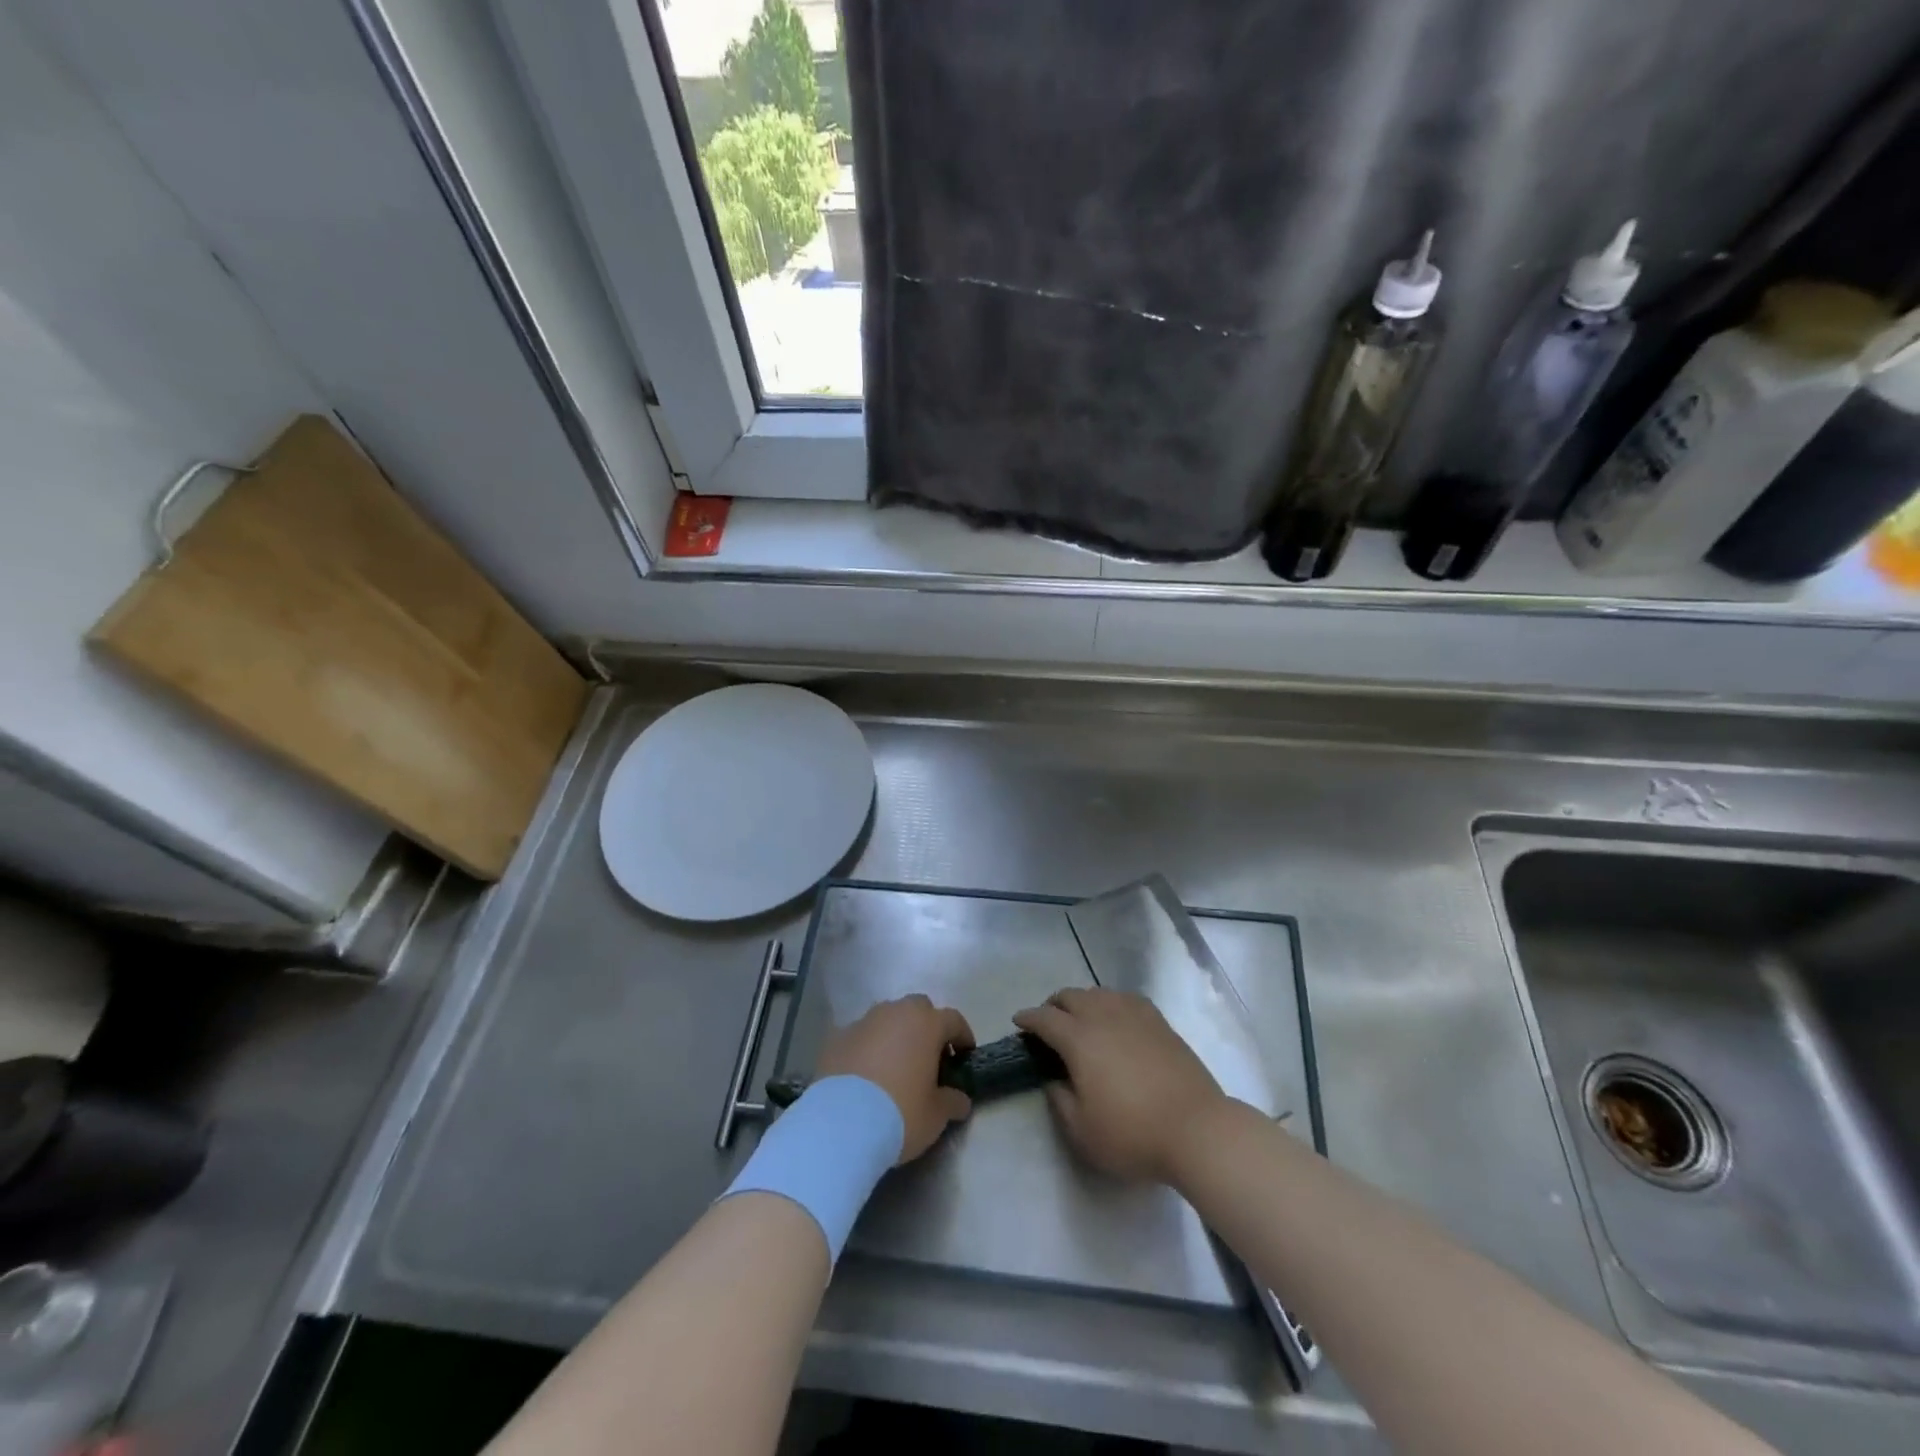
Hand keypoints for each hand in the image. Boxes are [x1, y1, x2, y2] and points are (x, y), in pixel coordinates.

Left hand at [816, 995, 974, 1162]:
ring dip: (895, 1034)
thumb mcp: (936, 1115)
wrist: (841, 1125)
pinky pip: (860, 1036)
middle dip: (926, 1027)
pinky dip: (867, 1048)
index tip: (964, 1055)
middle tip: (928, 1057)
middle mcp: (895, 1013)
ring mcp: (863, 1022)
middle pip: (918, 1009)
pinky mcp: (836, 1037)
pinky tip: (865, 1074)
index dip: (962, 1036)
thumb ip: (952, 1101)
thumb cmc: (900, 1114)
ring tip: (894, 1065)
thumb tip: (960, 1099)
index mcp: (926, 1024)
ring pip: (887, 1018)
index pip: (953, 1019)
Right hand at [1014, 987, 1227, 1185]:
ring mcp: (1135, 1015)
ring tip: (1080, 1019)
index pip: (1045, 1018)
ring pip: (1099, 992)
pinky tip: (1115, 1017)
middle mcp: (1103, 1016)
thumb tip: (1054, 1079)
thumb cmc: (1133, 1133)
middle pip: (1070, 996)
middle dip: (1053, 1005)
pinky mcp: (1159, 1022)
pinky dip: (1111, 1002)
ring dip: (1082, 1001)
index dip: (1028, 1018)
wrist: (1197, 1129)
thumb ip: (1059, 1101)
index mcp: (1079, 1039)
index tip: (1018, 1022)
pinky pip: (1126, 998)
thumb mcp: (1082, 1131)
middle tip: (1048, 1023)